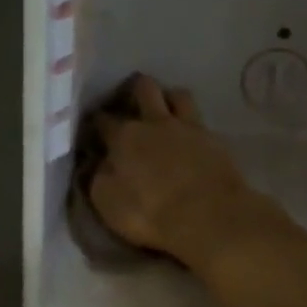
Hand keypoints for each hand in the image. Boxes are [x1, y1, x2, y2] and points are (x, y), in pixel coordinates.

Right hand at [90, 75, 263, 264]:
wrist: (209, 218)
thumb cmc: (149, 213)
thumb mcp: (106, 201)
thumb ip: (98, 176)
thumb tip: (98, 163)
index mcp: (124, 136)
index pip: (102, 119)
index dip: (94, 122)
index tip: (92, 131)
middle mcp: (155, 122)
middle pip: (143, 88)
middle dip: (133, 90)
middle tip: (129, 105)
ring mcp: (188, 128)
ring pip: (177, 95)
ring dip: (168, 99)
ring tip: (164, 112)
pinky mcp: (215, 141)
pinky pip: (200, 121)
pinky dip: (191, 125)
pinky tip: (190, 137)